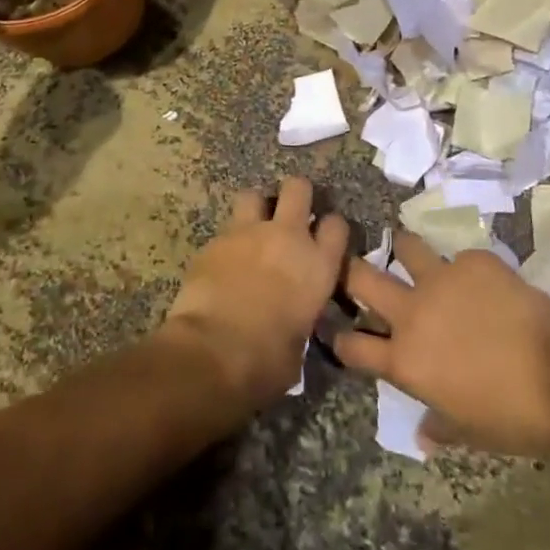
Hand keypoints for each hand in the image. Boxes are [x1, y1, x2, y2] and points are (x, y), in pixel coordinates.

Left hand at [160, 176, 348, 413]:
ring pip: (254, 195)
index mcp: (317, 265)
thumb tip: (293, 316)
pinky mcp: (214, 240)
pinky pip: (225, 229)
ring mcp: (248, 233)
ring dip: (256, 209)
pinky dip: (227, 242)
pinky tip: (223, 262)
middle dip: (296, 194)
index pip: (336, 225)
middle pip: (298, 188)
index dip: (331, 228)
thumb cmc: (266, 361)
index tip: (324, 237)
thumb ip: (301, 316)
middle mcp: (287, 237)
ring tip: (252, 229)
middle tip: (290, 213)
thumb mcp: (299, 344)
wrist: (213, 352)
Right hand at [336, 234, 549, 456]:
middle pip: (362, 278)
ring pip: (406, 247)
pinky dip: (465, 269)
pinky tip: (483, 281)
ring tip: (410, 253)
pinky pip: (460, 258)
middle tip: (353, 270)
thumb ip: (439, 426)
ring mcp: (442, 279)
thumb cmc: (513, 417)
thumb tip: (423, 435)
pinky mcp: (474, 261)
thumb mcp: (470, 433)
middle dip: (349, 271)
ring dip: (405, 251)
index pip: (353, 346)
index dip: (341, 340)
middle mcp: (412, 312)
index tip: (339, 332)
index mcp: (405, 360)